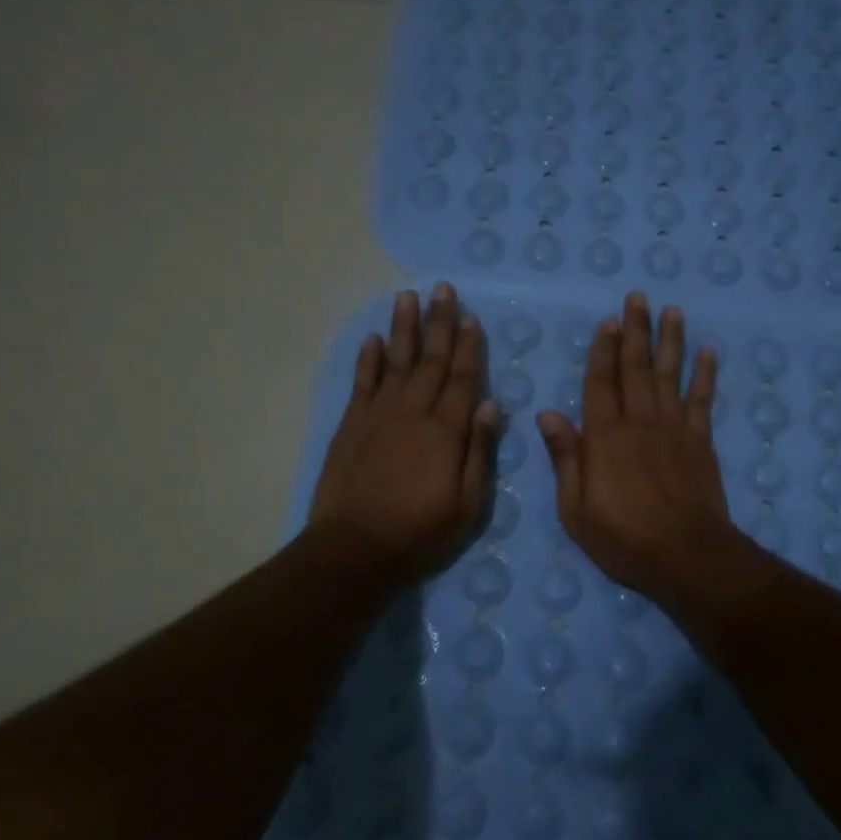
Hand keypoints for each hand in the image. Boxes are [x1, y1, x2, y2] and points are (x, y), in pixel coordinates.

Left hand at [307, 282, 498, 584]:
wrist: (353, 550)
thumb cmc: (419, 533)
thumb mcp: (468, 504)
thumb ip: (479, 452)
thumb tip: (490, 404)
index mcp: (446, 431)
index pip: (462, 379)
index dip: (468, 346)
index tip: (471, 316)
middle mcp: (413, 413)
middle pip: (430, 360)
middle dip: (439, 323)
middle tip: (443, 289)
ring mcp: (378, 416)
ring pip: (396, 362)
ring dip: (404, 328)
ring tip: (408, 297)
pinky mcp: (351, 426)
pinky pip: (362, 383)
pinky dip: (368, 359)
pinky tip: (374, 338)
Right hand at [537, 292, 742, 608]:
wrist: (686, 556)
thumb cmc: (623, 538)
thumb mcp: (576, 509)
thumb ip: (565, 457)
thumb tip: (547, 412)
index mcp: (605, 437)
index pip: (601, 382)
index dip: (603, 350)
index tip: (608, 321)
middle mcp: (639, 421)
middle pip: (636, 368)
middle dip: (636, 331)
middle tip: (638, 297)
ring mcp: (674, 428)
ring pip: (670, 374)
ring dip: (670, 340)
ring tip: (672, 310)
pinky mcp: (700, 441)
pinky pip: (702, 399)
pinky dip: (706, 374)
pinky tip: (708, 351)